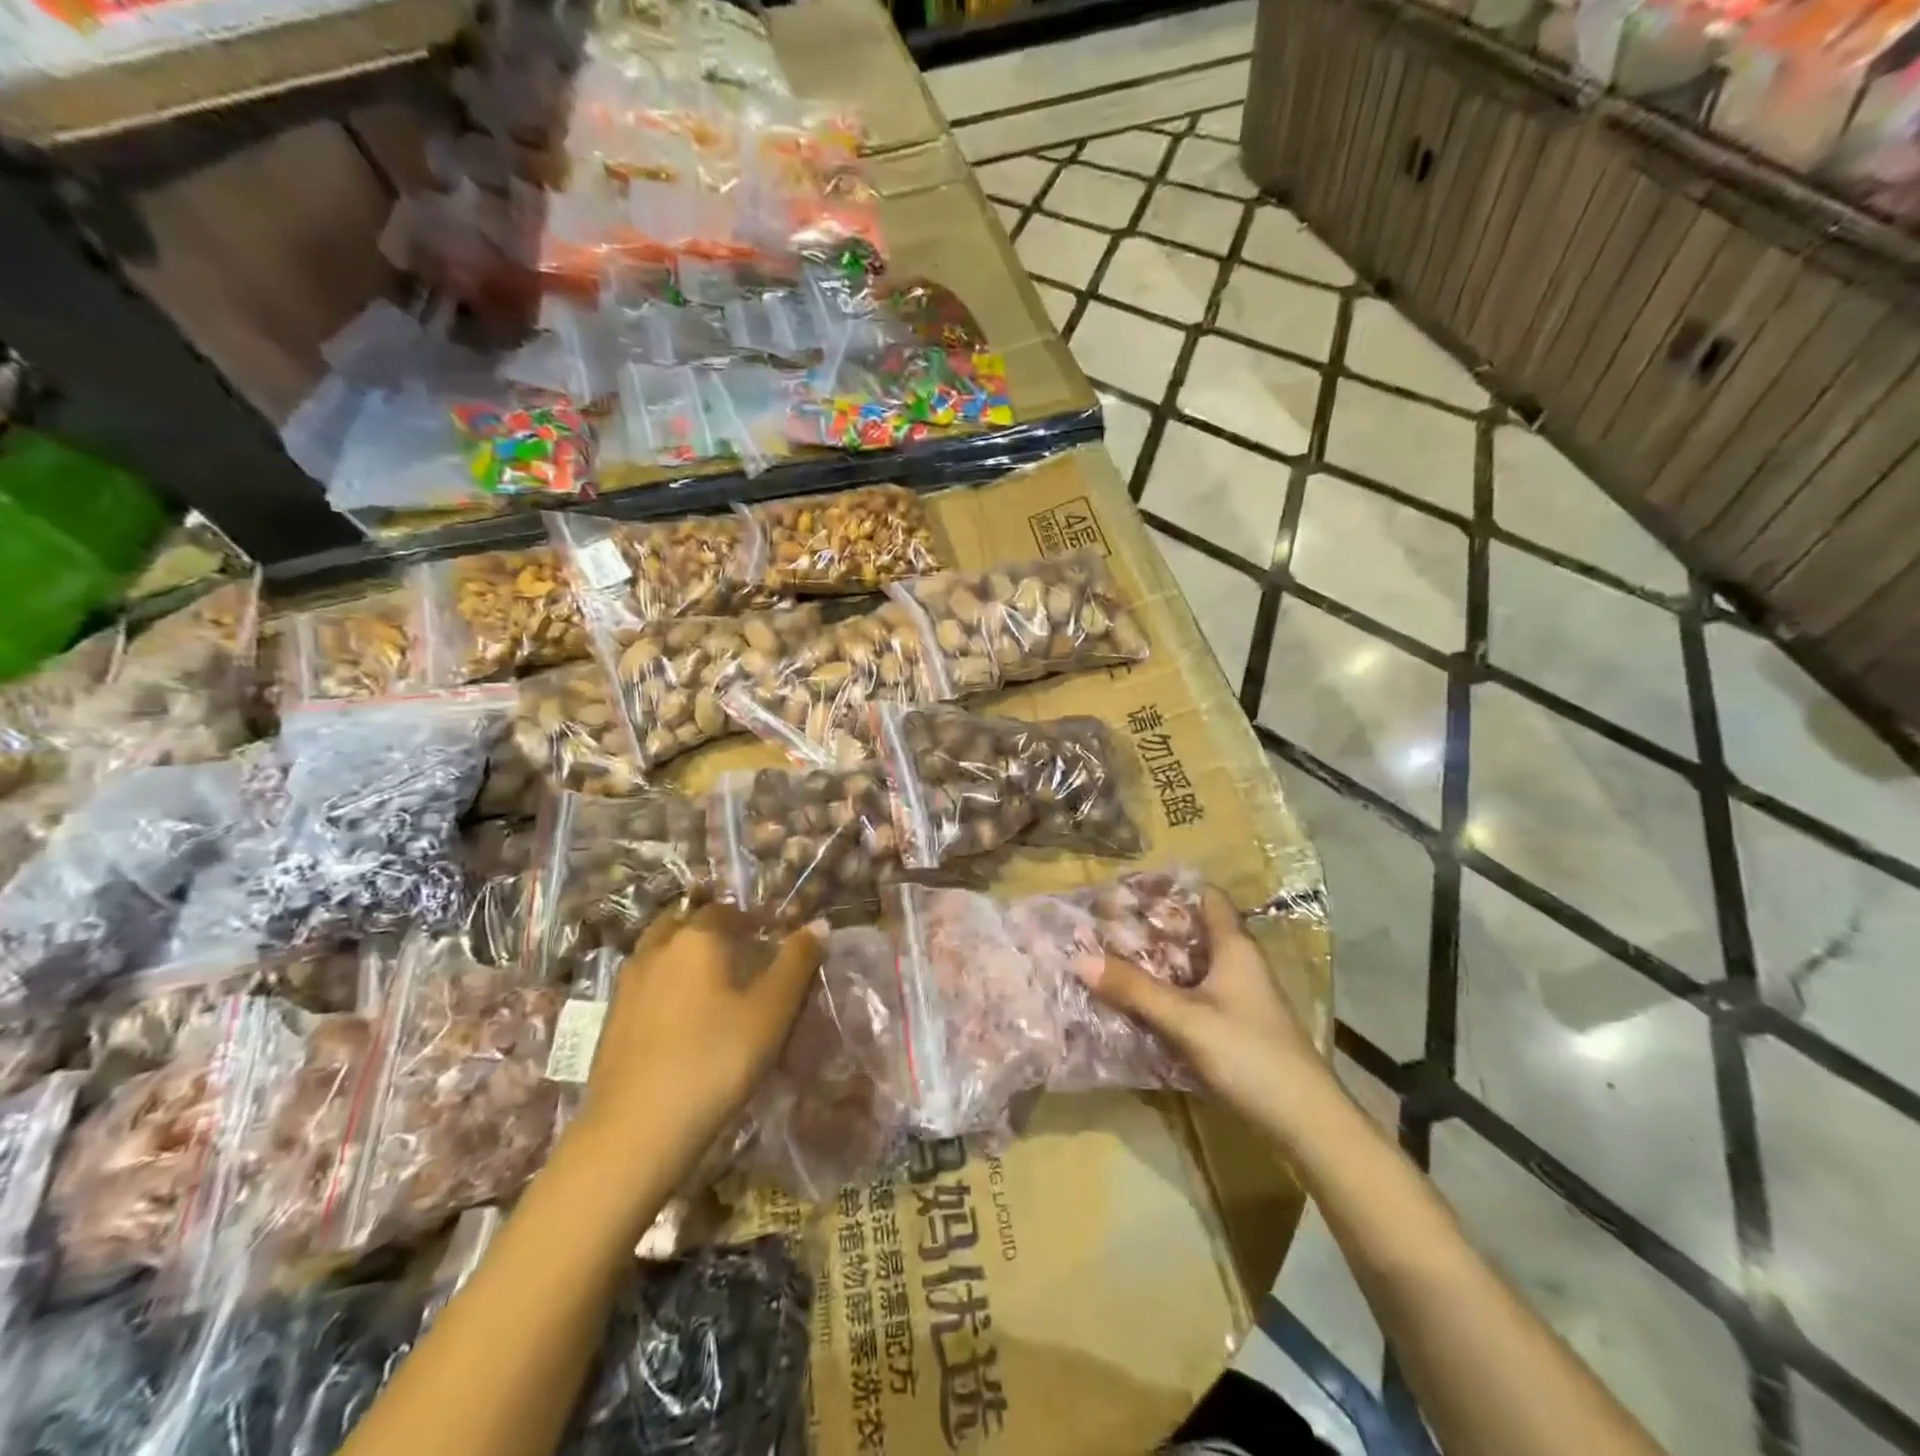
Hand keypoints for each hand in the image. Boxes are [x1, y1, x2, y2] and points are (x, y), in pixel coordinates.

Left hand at [583, 905, 824, 1156]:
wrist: (634, 1132)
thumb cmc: (714, 1061)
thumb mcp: (771, 1012)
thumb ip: (797, 962)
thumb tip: (819, 923)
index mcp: (697, 937)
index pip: (729, 910)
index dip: (754, 919)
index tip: (774, 939)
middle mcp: (657, 948)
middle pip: (687, 921)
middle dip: (715, 930)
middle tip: (743, 955)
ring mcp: (627, 984)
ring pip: (661, 951)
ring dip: (686, 955)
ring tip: (714, 985)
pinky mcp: (612, 1020)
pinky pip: (647, 983)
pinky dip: (666, 984)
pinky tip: (683, 1018)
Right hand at [1077, 886, 1329, 1131]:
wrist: (1305, 1122)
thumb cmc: (1249, 1054)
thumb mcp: (1186, 1020)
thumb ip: (1134, 989)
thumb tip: (1079, 958)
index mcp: (1234, 947)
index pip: (1206, 896)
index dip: (1170, 888)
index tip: (1128, 889)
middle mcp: (1237, 963)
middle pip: (1192, 931)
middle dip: (1151, 927)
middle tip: (1105, 925)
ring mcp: (1237, 996)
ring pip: (1190, 965)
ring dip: (1155, 962)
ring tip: (1109, 957)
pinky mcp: (1233, 1025)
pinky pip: (1192, 994)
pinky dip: (1165, 991)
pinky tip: (1135, 1001)